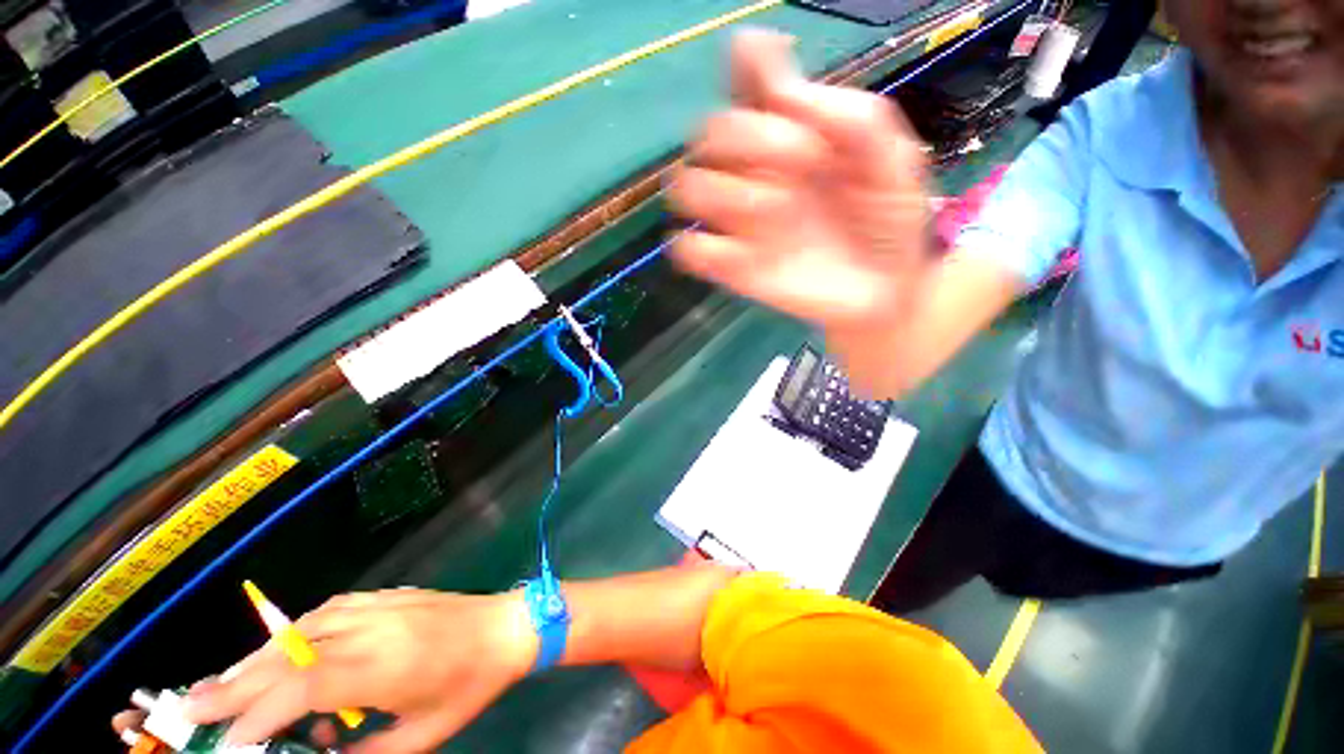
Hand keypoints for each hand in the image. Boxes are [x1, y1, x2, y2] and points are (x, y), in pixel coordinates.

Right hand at [185, 588, 536, 753]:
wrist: (509, 626)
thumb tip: (320, 752)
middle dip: (234, 683)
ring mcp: (379, 606)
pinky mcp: (388, 596)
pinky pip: (328, 611)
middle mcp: (370, 630)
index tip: (223, 743)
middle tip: (189, 705)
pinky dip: (294, 632)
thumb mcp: (422, 735)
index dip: (253, 716)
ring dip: (257, 657)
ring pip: (300, 629)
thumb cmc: (471, 684)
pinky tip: (281, 649)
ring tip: (223, 683)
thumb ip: (367, 750)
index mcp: (379, 667)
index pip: (298, 690)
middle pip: (289, 656)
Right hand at [670, 31, 931, 332]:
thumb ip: (847, 116)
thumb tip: (784, 89)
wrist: (886, 287)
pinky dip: (700, 248)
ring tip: (776, 212)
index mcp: (788, 134)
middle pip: (708, 132)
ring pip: (686, 187)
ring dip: (723, 192)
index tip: (782, 89)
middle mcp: (753, 171)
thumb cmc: (887, 218)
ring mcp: (739, 221)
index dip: (747, 68)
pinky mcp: (733, 267)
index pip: (745, 84)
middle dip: (749, 138)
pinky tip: (740, 256)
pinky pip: (689, 250)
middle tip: (804, 162)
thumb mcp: (890, 156)